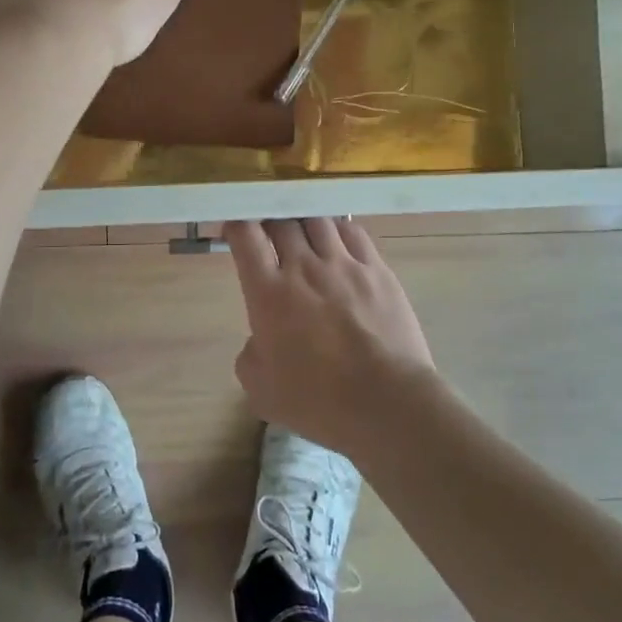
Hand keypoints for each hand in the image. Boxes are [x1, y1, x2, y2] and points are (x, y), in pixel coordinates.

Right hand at [226, 218, 440, 455]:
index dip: (235, 224)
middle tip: (268, 230)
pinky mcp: (378, 270)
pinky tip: (338, 237)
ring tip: (302, 230)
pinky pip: (354, 233)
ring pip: (318, 220)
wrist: (386, 403)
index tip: (234, 230)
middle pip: (282, 220)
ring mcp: (344, 265)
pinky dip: (339, 229)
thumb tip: (260, 339)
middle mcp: (304, 268)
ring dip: (304, 221)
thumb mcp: (261, 390)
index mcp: (268, 294)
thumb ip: (250, 354)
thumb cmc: (318, 401)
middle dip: (270, 219)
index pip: (245, 236)